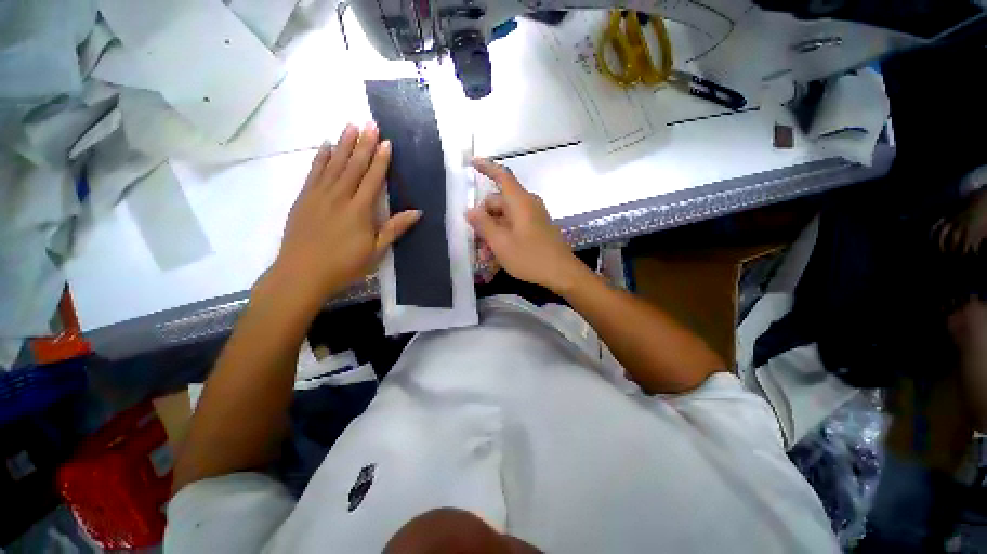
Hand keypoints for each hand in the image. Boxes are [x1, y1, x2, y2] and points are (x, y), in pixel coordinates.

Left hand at [270, 122, 420, 303]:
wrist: (301, 273)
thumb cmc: (344, 265)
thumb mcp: (376, 250)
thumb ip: (395, 228)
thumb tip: (417, 212)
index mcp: (360, 210)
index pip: (372, 179)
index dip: (381, 160)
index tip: (386, 142)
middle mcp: (339, 196)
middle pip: (354, 166)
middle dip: (364, 144)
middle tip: (370, 123)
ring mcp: (319, 195)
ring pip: (333, 164)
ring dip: (343, 144)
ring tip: (351, 125)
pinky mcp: (304, 198)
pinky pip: (313, 172)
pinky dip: (320, 157)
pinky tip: (325, 145)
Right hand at [466, 158, 584, 292]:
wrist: (562, 273)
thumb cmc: (530, 257)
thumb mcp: (501, 243)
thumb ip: (483, 225)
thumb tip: (470, 210)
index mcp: (519, 202)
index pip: (502, 176)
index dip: (486, 168)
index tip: (471, 164)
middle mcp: (527, 205)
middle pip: (498, 203)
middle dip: (484, 222)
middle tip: (476, 243)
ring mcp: (533, 218)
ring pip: (504, 219)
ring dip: (492, 235)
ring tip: (485, 256)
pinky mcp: (536, 229)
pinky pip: (514, 228)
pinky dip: (503, 239)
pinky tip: (496, 258)